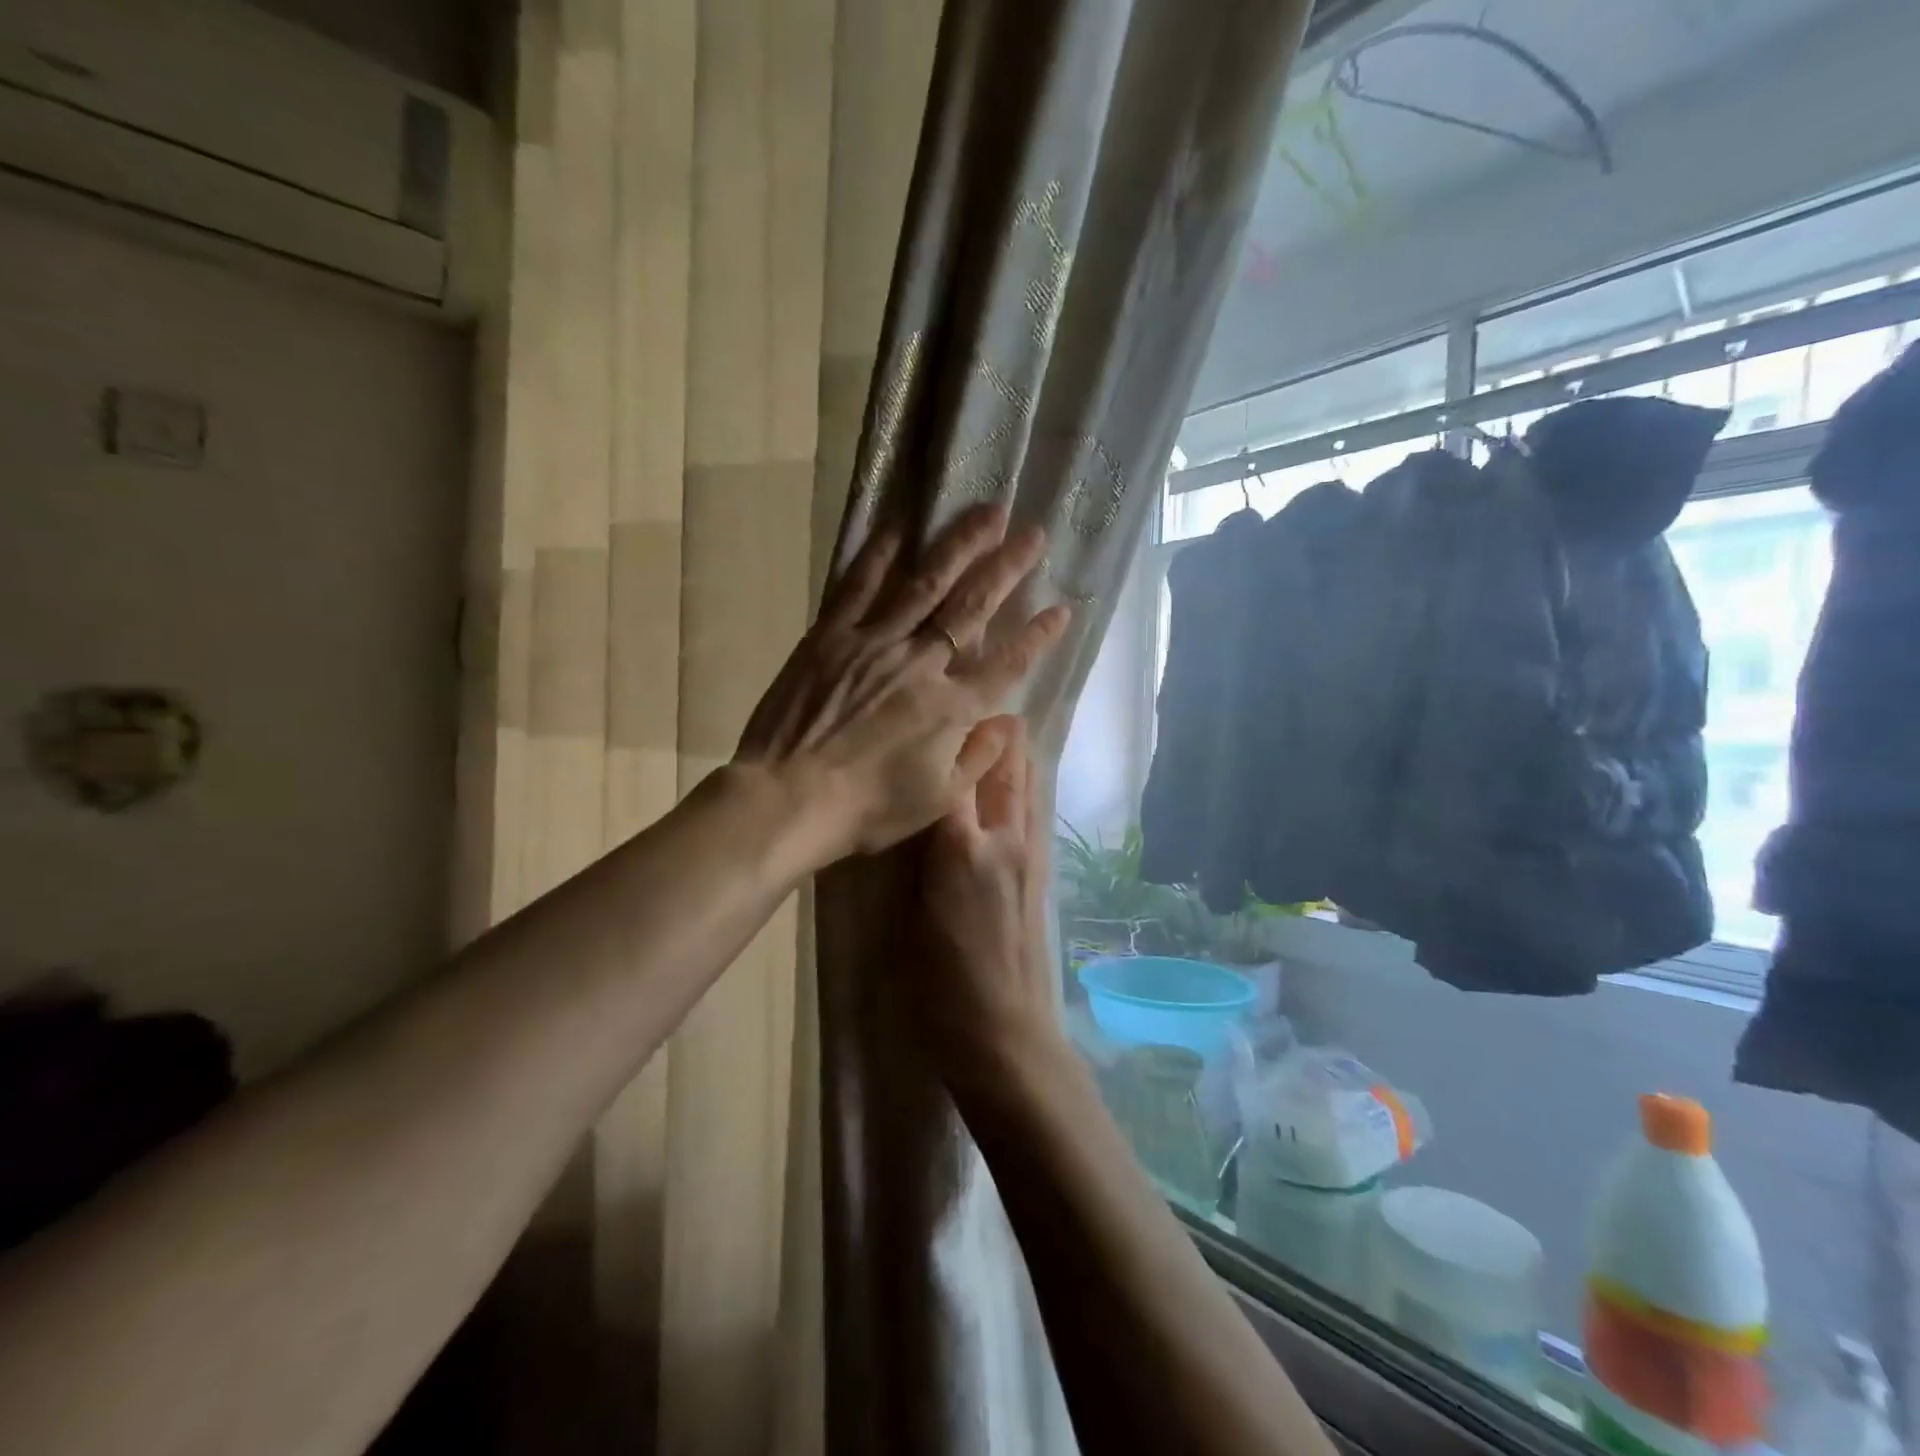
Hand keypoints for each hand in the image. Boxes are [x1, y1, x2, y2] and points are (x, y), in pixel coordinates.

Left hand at [734, 503, 1070, 863]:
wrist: (787, 798)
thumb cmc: (866, 808)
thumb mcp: (936, 800)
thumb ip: (977, 759)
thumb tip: (1008, 723)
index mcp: (951, 708)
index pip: (1007, 664)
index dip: (1037, 636)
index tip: (1063, 607)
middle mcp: (921, 663)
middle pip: (973, 608)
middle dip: (1007, 568)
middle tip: (1033, 533)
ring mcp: (875, 642)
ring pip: (927, 584)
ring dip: (960, 545)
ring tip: (987, 512)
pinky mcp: (831, 635)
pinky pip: (860, 585)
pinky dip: (881, 553)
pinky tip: (900, 525)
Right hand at [918, 721, 1064, 1079]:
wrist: (1005, 1034)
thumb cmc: (941, 982)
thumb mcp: (909, 913)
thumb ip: (916, 853)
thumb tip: (915, 810)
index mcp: (963, 848)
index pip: (958, 771)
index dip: (951, 734)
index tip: (939, 705)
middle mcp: (1005, 839)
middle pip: (1007, 767)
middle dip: (995, 733)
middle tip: (974, 707)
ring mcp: (1031, 856)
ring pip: (1027, 786)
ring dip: (1013, 755)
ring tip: (993, 733)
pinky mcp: (1042, 874)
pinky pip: (1033, 812)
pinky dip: (1022, 786)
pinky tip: (1006, 788)